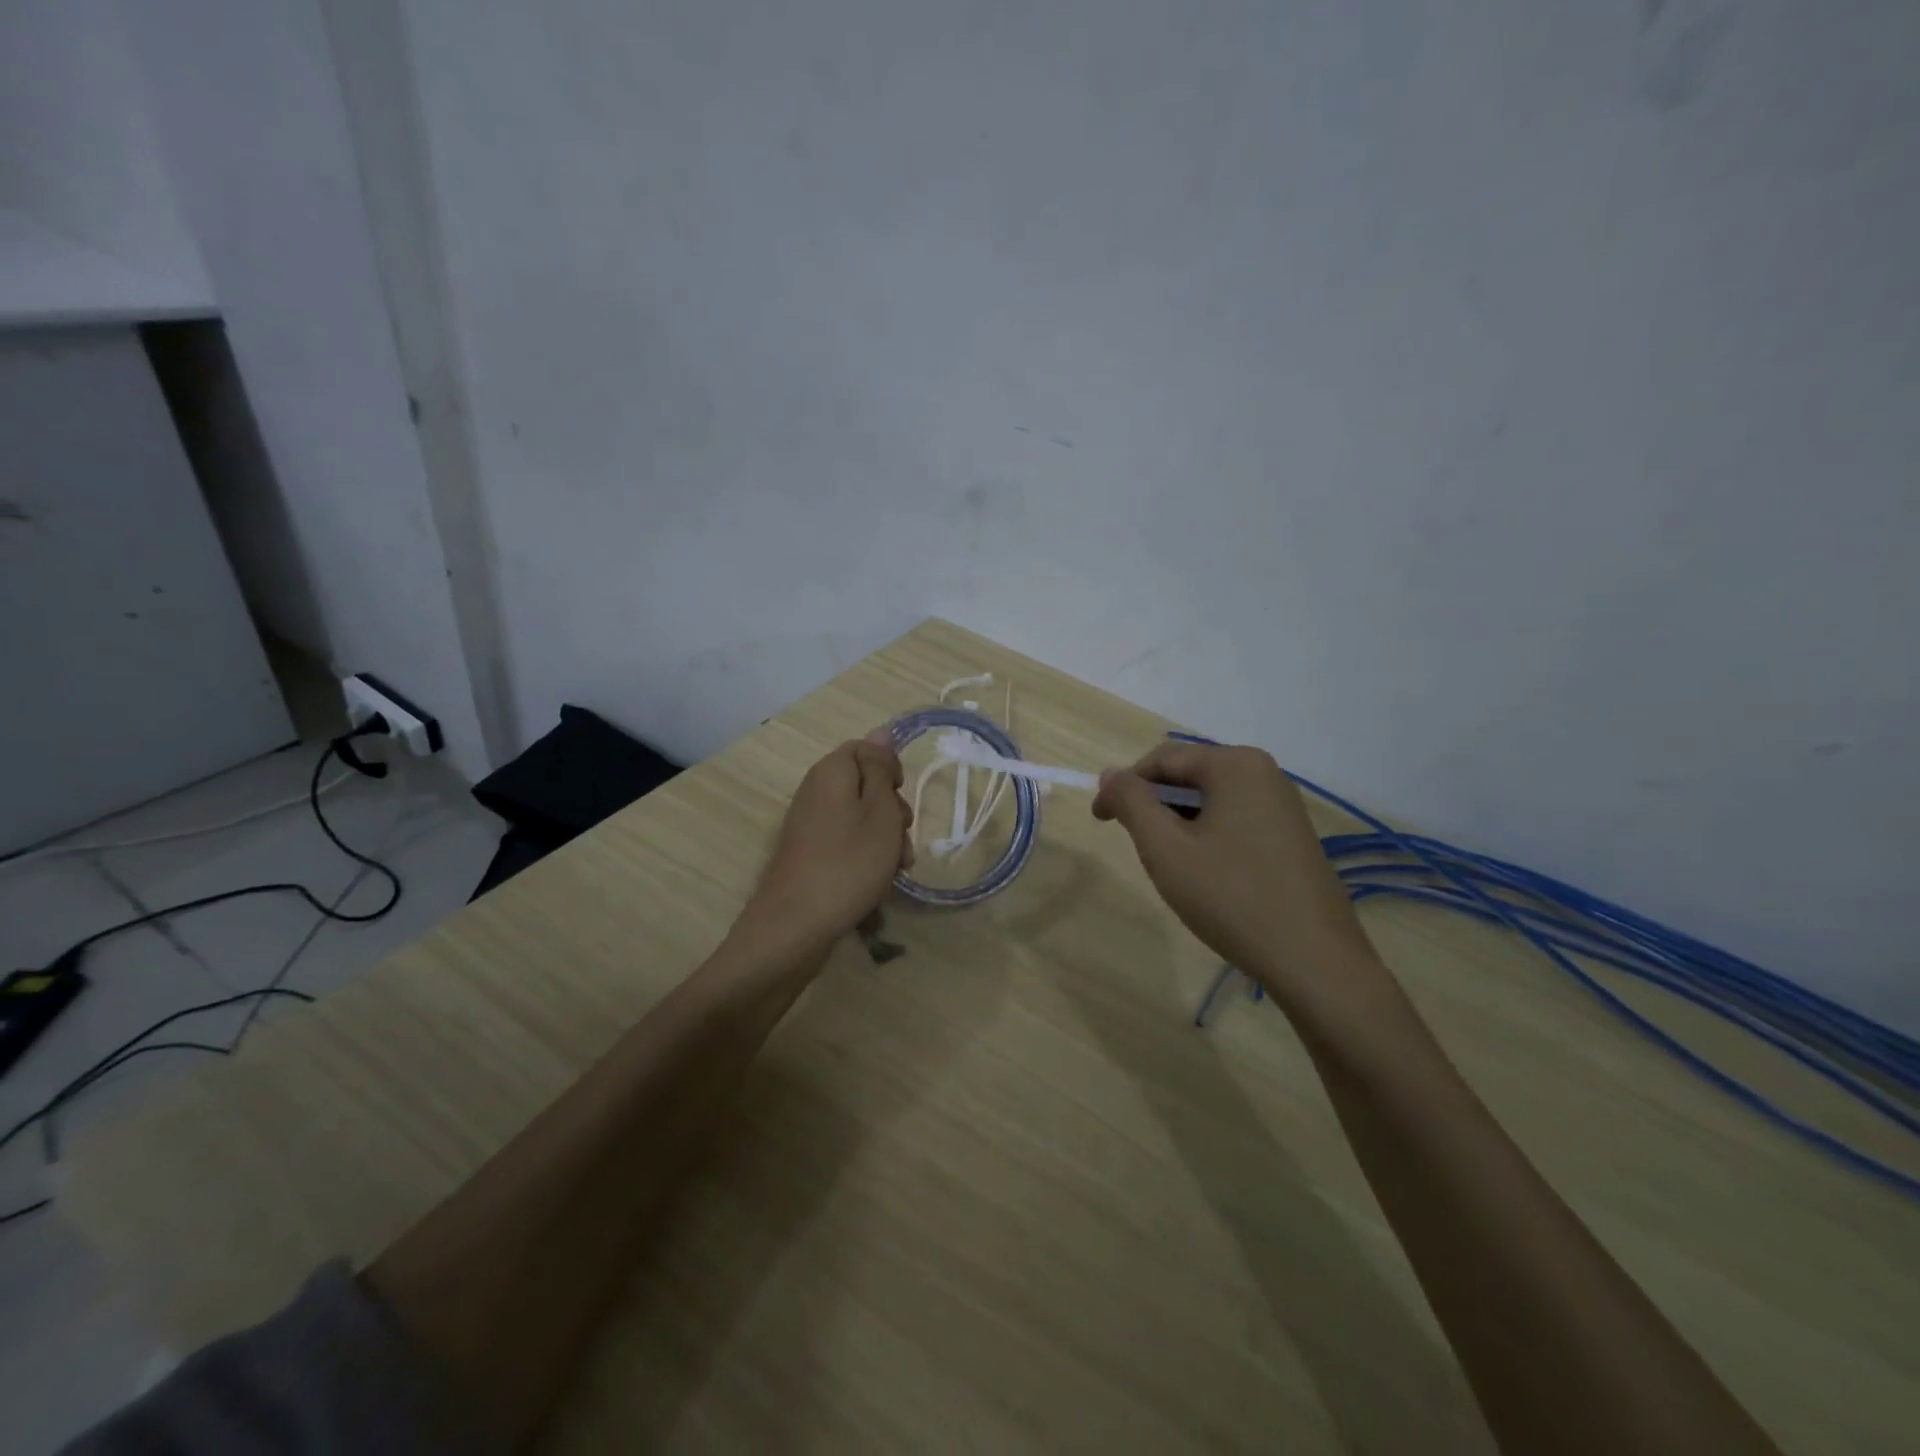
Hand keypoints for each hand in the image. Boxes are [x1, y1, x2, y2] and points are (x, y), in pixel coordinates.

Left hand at [741, 728, 912, 952]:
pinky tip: (877, 881)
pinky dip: (865, 856)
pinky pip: (844, 842)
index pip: (865, 749)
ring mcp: (809, 825)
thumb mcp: (880, 811)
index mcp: (830, 772)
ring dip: (885, 838)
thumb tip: (880, 730)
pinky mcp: (808, 855)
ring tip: (897, 869)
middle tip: (903, 839)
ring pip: (859, 818)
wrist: (795, 926)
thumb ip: (881, 768)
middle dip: (892, 810)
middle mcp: (815, 792)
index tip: (901, 797)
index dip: (890, 769)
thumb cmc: (849, 863)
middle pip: (863, 785)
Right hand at [1092, 742, 1383, 1013]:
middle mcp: (1265, 772)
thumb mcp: (1165, 848)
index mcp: (1235, 764)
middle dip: (1154, 805)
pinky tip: (1207, 876)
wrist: (1314, 962)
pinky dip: (1208, 836)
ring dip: (1180, 823)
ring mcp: (1285, 804)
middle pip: (1188, 776)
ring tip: (1171, 866)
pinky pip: (1236, 819)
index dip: (1123, 787)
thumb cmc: (1231, 897)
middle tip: (1137, 848)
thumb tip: (1110, 775)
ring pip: (1211, 800)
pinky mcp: (1293, 835)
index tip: (1100, 821)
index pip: (1161, 760)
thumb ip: (1132, 802)